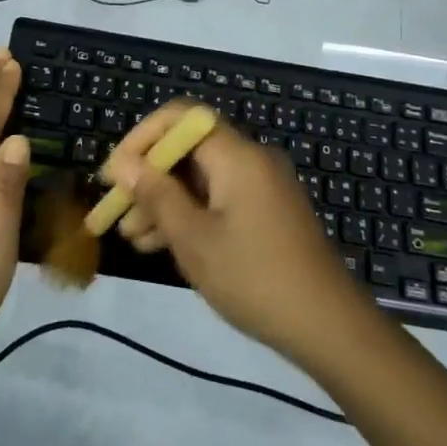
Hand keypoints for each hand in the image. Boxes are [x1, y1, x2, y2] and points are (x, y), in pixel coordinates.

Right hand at [102, 102, 373, 360]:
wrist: (330, 327)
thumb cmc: (256, 278)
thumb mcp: (195, 240)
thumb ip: (157, 195)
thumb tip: (124, 164)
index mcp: (237, 155)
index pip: (181, 117)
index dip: (143, 137)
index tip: (116, 173)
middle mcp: (251, 159)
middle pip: (189, 148)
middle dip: (149, 175)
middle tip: (117, 210)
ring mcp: (263, 186)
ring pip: (202, 177)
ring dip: (166, 200)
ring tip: (132, 236)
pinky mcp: (268, 212)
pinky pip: (220, 198)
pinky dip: (191, 213)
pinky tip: (162, 245)